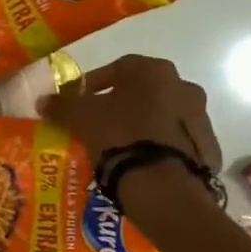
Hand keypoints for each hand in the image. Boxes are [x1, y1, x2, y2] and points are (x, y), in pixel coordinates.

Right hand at [41, 54, 221, 174]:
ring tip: (118, 146)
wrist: (162, 184)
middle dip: (120, 104)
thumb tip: (43, 100)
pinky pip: (175, 141)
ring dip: (142, 124)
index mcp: (153, 71)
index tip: (78, 101)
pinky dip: (158, 146)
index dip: (94, 84)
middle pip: (143, 91)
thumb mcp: (81, 117)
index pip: (118, 68)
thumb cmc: (119, 135)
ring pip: (161, 115)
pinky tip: (140, 162)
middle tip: (98, 123)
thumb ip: (61, 105)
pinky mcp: (207, 147)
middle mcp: (183, 86)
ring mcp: (200, 117)